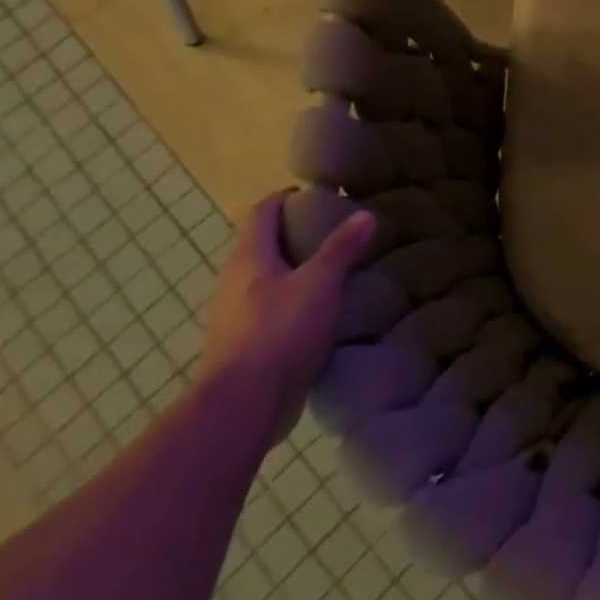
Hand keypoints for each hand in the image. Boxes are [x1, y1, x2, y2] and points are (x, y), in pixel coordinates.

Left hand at [199, 191, 374, 449]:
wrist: (243, 404)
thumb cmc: (280, 331)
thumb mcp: (320, 283)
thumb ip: (342, 248)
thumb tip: (365, 213)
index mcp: (248, 258)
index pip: (261, 212)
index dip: (285, 198)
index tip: (316, 195)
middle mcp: (234, 281)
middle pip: (262, 245)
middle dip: (294, 235)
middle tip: (335, 233)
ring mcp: (234, 316)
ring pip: (265, 280)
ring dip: (294, 271)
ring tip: (334, 272)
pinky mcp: (243, 345)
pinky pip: (270, 310)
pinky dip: (293, 302)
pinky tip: (320, 314)